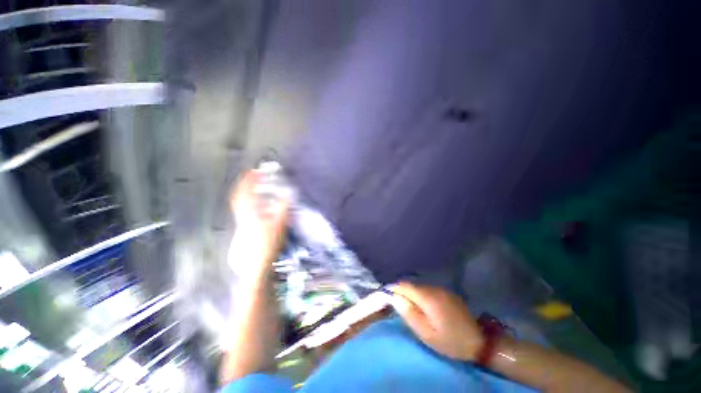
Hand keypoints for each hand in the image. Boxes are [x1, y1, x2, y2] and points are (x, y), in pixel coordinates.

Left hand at [229, 170, 288, 271]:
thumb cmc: (269, 242)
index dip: (249, 180)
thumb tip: (289, 194)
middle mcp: (243, 214)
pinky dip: (245, 202)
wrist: (258, 262)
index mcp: (250, 212)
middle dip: (244, 185)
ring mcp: (242, 222)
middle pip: (239, 196)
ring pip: (239, 203)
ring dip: (244, 192)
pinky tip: (253, 204)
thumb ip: (283, 207)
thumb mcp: (280, 223)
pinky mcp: (244, 228)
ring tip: (251, 187)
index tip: (254, 171)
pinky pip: (241, 210)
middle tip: (251, 177)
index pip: (246, 192)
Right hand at [392, 282, 483, 360]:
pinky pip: (429, 290)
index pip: (405, 286)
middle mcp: (434, 289)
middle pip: (412, 285)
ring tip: (408, 305)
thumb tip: (395, 298)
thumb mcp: (427, 334)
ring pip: (420, 287)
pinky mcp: (448, 293)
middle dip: (402, 291)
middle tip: (396, 303)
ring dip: (412, 293)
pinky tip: (422, 305)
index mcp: (428, 298)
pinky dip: (421, 295)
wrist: (479, 342)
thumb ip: (410, 314)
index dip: (394, 288)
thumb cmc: (450, 341)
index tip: (386, 295)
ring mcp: (442, 290)